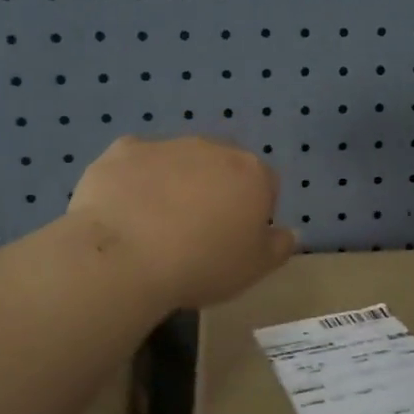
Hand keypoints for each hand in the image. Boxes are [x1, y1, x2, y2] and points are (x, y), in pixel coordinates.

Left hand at [69, 136, 296, 308]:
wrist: (125, 258)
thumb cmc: (203, 265)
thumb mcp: (255, 269)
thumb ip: (279, 246)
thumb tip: (290, 232)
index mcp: (252, 172)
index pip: (266, 185)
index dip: (253, 213)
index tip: (235, 240)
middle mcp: (213, 147)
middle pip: (222, 166)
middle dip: (214, 190)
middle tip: (197, 232)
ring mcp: (166, 144)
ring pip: (178, 161)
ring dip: (174, 183)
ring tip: (155, 226)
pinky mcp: (123, 150)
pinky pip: (136, 163)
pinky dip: (134, 180)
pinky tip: (124, 211)